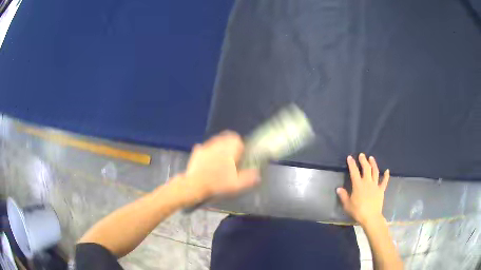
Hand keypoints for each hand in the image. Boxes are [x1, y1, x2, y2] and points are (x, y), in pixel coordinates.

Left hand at [176, 131, 259, 204]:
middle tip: (231, 158)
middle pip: (226, 137)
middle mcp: (217, 144)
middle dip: (230, 145)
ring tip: (219, 160)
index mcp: (229, 149)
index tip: (240, 157)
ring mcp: (206, 147)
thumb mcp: (238, 184)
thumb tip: (257, 172)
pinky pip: (204, 148)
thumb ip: (250, 177)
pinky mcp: (196, 152)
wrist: (195, 186)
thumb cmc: (218, 184)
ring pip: (215, 141)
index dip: (240, 147)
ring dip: (219, 147)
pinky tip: (207, 162)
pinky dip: (207, 152)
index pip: (237, 139)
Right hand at [336, 153, 389, 225]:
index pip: (354, 171)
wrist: (370, 217)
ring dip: (373, 164)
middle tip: (362, 155)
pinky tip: (387, 171)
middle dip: (363, 160)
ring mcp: (375, 185)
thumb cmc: (357, 211)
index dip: (352, 163)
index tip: (350, 157)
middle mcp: (367, 182)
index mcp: (358, 185)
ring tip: (371, 158)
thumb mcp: (347, 205)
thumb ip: (343, 196)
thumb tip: (338, 188)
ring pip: (375, 171)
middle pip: (366, 168)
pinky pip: (384, 181)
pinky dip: (386, 176)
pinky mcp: (381, 190)